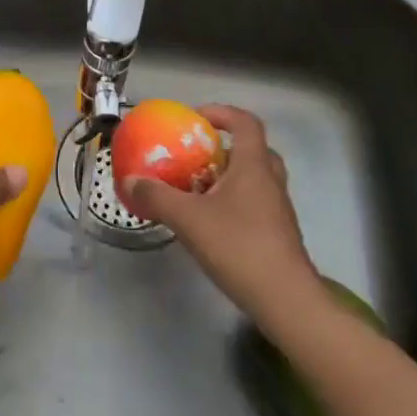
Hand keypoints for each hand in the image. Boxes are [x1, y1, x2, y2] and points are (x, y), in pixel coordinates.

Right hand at [121, 104, 320, 322]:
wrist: (286, 302)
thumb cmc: (240, 247)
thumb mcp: (188, 219)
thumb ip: (157, 197)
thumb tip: (130, 180)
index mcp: (254, 166)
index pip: (246, 122)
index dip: (222, 113)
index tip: (196, 119)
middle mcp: (270, 181)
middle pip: (253, 149)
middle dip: (224, 147)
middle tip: (197, 155)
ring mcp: (278, 209)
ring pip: (255, 179)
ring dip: (229, 176)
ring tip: (198, 188)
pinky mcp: (278, 235)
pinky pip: (255, 203)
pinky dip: (234, 202)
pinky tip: (210, 222)